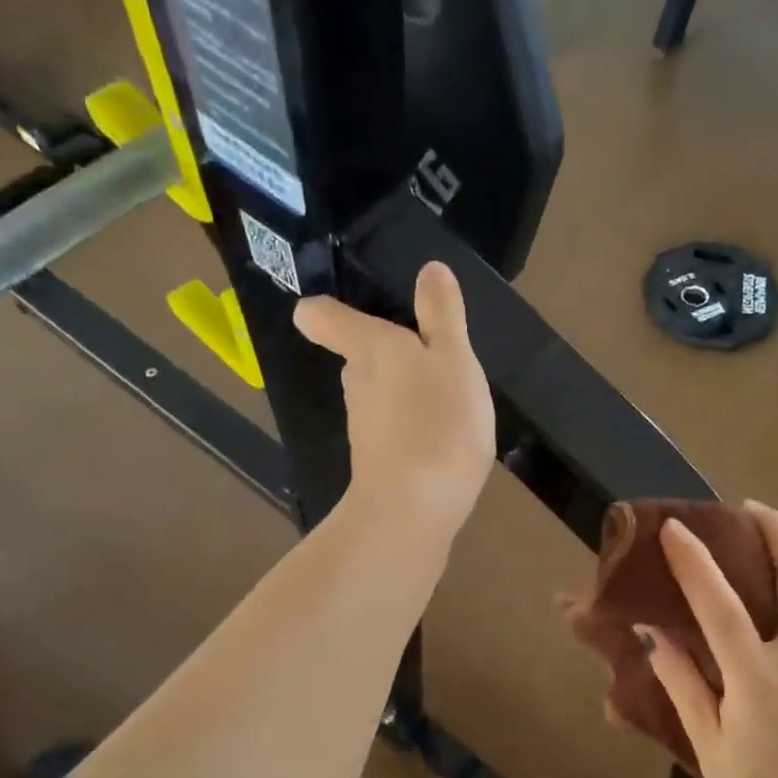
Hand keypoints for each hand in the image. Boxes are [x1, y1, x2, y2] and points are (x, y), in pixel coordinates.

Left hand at [294, 261, 494, 533]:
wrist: (414, 508)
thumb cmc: (437, 422)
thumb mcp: (453, 359)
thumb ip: (442, 315)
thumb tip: (430, 269)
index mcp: (370, 349)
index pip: (325, 318)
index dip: (325, 310)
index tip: (334, 309)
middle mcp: (357, 384)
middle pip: (359, 358)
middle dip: (386, 354)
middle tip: (426, 355)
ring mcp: (364, 428)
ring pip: (379, 397)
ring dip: (404, 394)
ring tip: (444, 400)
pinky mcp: (378, 463)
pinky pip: (394, 432)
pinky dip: (412, 429)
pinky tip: (441, 440)